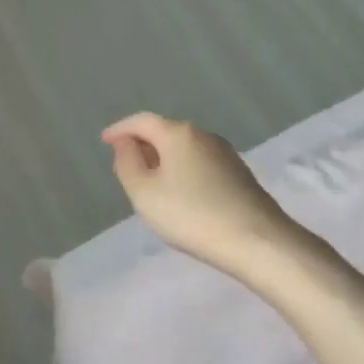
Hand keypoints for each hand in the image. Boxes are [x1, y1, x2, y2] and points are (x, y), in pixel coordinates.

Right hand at [101, 113, 298, 281]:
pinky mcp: (240, 174)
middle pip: (165, 131)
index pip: (142, 121)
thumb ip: (127, 163)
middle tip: (126, 162)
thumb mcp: (144, 192)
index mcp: (177, 133)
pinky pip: (200, 162)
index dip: (120, 129)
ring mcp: (226, 153)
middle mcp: (203, 134)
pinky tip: (181, 193)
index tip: (104, 140)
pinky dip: (183, 170)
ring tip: (151, 181)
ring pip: (184, 148)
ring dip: (164, 158)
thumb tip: (125, 144)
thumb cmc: (191, 215)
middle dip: (143, 143)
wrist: (258, 242)